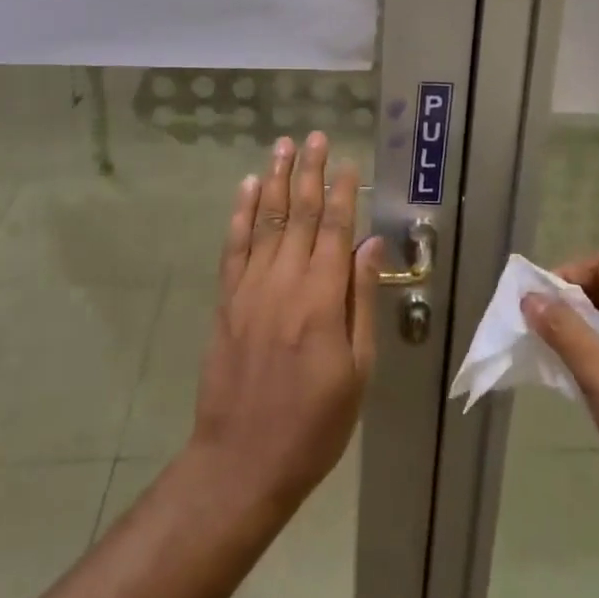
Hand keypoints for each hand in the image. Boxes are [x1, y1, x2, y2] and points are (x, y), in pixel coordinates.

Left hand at [188, 133, 381, 519]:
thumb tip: (372, 246)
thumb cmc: (314, 424)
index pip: (335, 230)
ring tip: (282, 146)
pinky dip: (240, 213)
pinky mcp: (226, 301)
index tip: (348, 161)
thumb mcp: (356, 371)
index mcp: (321, 299)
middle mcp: (284, 282)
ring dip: (275, 180)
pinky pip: (234, 246)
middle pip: (299, 214)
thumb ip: (361, 302)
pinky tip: (247, 188)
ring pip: (265, 220)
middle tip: (314, 136)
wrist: (242, 461)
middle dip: (309, 172)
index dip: (343, 192)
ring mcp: (250, 289)